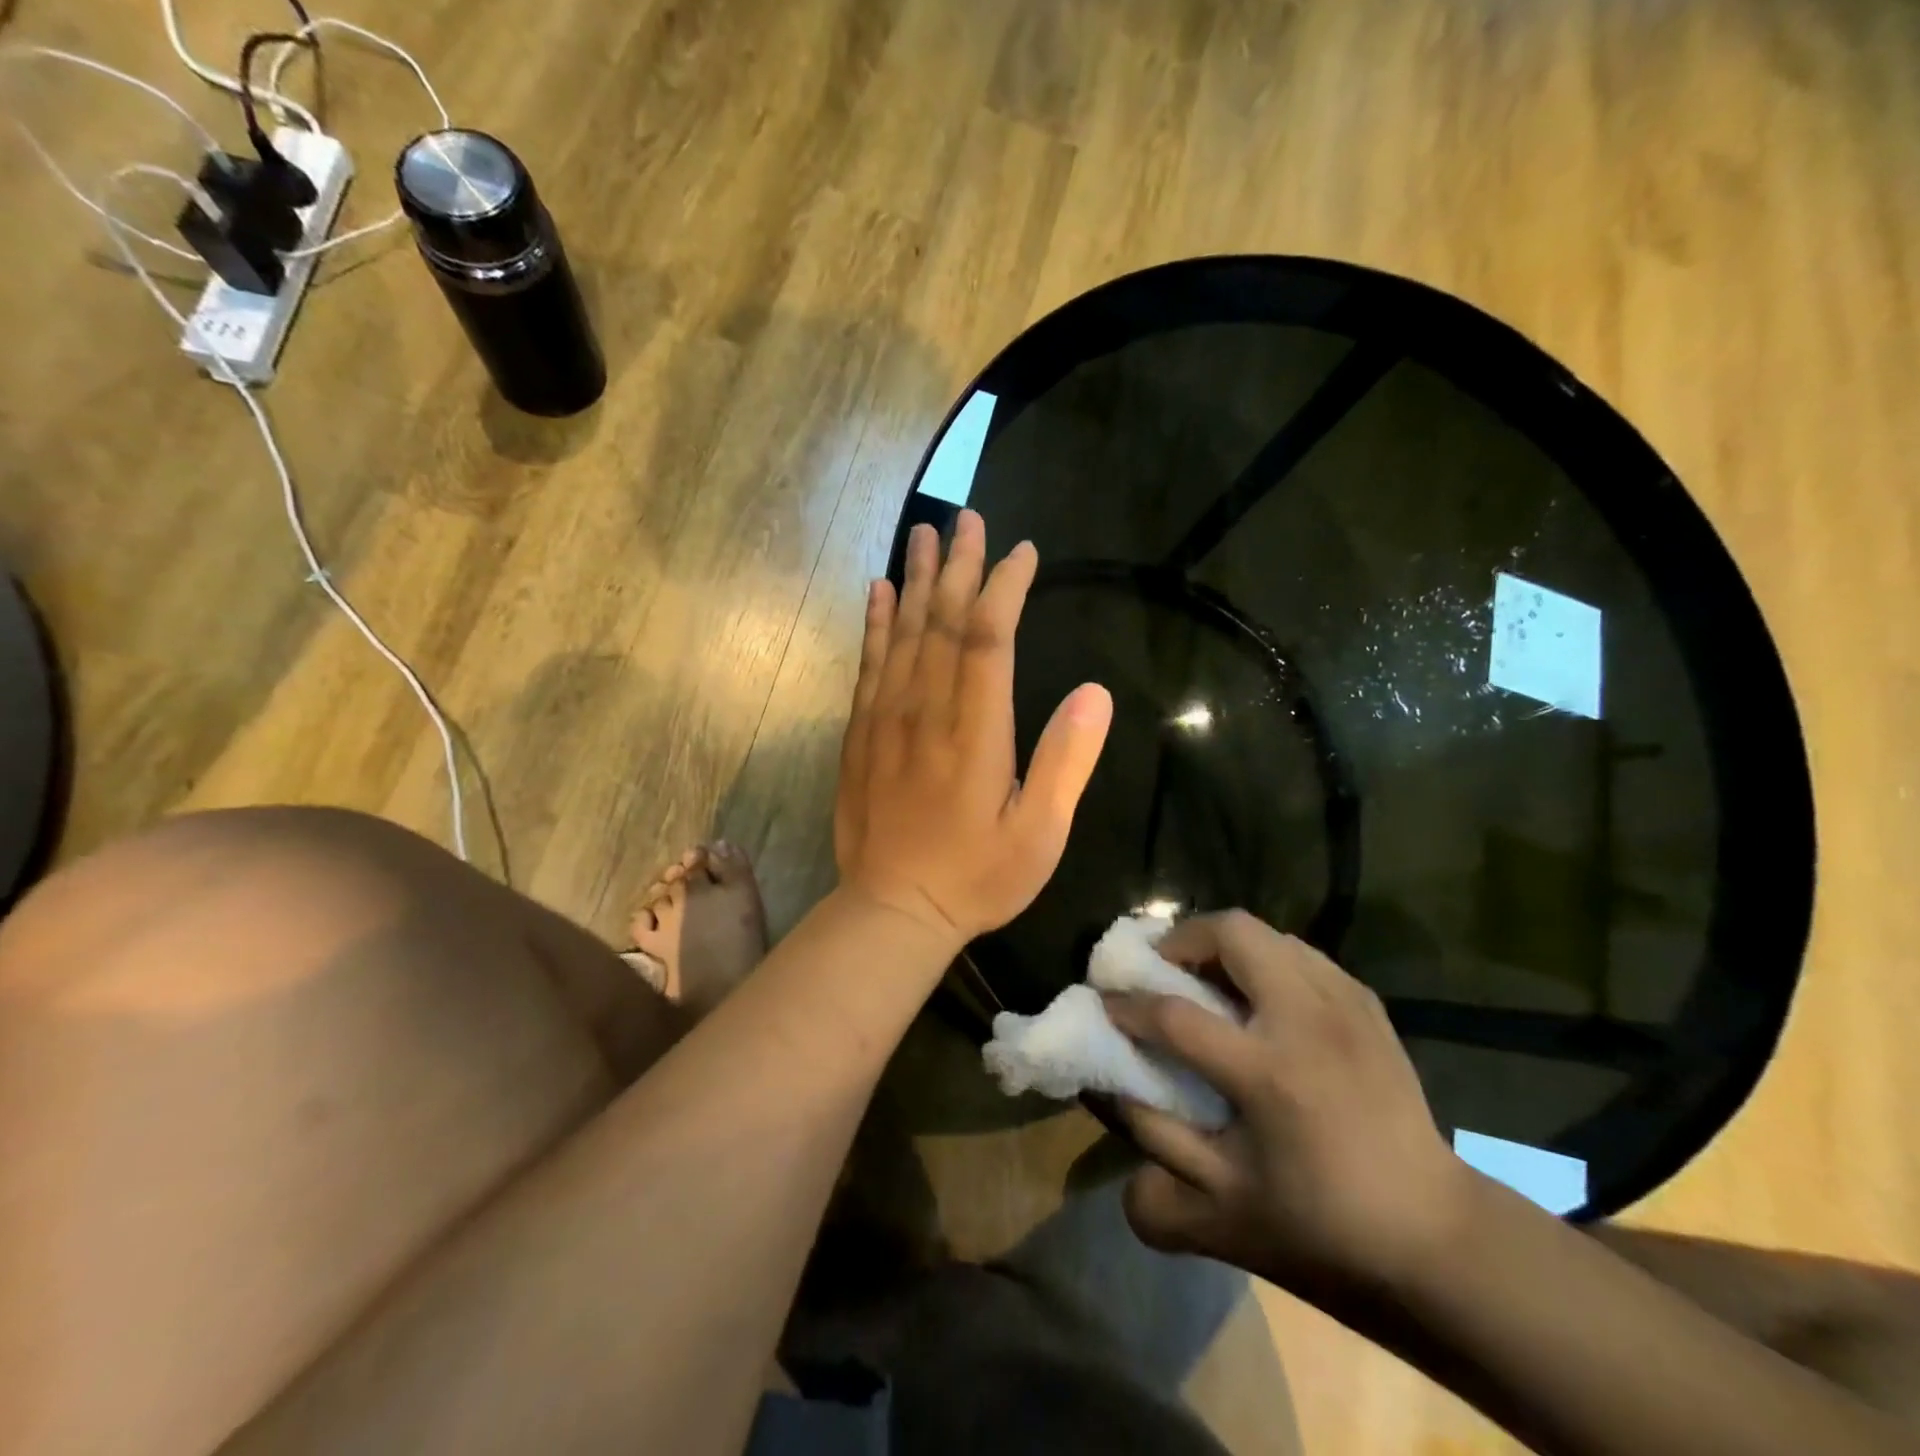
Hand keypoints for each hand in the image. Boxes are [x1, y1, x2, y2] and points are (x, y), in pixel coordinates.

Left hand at [834, 510, 1112, 949]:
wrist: (891, 910)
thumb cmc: (975, 878)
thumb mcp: (1039, 835)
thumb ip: (1066, 762)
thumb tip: (1094, 693)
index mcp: (974, 731)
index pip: (987, 638)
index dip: (1004, 588)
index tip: (1021, 552)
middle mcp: (925, 711)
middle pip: (942, 622)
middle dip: (960, 566)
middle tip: (969, 518)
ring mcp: (885, 719)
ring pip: (902, 633)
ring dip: (916, 580)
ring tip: (924, 533)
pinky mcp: (860, 734)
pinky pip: (868, 664)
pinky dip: (875, 623)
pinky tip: (880, 592)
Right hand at [1103, 911, 1472, 1303]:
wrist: (1436, 1238)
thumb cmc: (1322, 1229)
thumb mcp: (1222, 1214)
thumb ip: (1155, 1150)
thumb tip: (1111, 1091)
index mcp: (1269, 1073)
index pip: (1174, 1015)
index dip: (1128, 1004)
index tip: (1107, 1003)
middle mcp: (1307, 1020)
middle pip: (1232, 932)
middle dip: (1181, 939)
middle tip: (1162, 970)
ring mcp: (1344, 1004)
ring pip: (1268, 933)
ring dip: (1224, 946)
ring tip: (1208, 980)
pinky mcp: (1367, 1004)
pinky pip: (1300, 953)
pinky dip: (1265, 959)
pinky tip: (1260, 999)